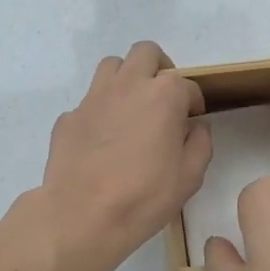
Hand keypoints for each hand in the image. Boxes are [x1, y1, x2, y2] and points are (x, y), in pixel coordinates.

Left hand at [39, 42, 210, 270]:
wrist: (82, 216)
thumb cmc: (144, 197)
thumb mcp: (190, 176)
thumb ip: (200, 143)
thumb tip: (195, 126)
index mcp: (164, 96)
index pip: (187, 85)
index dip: (193, 103)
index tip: (192, 121)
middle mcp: (128, 85)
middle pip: (146, 53)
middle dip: (159, 69)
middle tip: (163, 99)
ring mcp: (93, 98)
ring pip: (112, 66)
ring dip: (127, 79)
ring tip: (132, 109)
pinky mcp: (69, 116)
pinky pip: (89, 102)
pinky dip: (101, 111)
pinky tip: (103, 140)